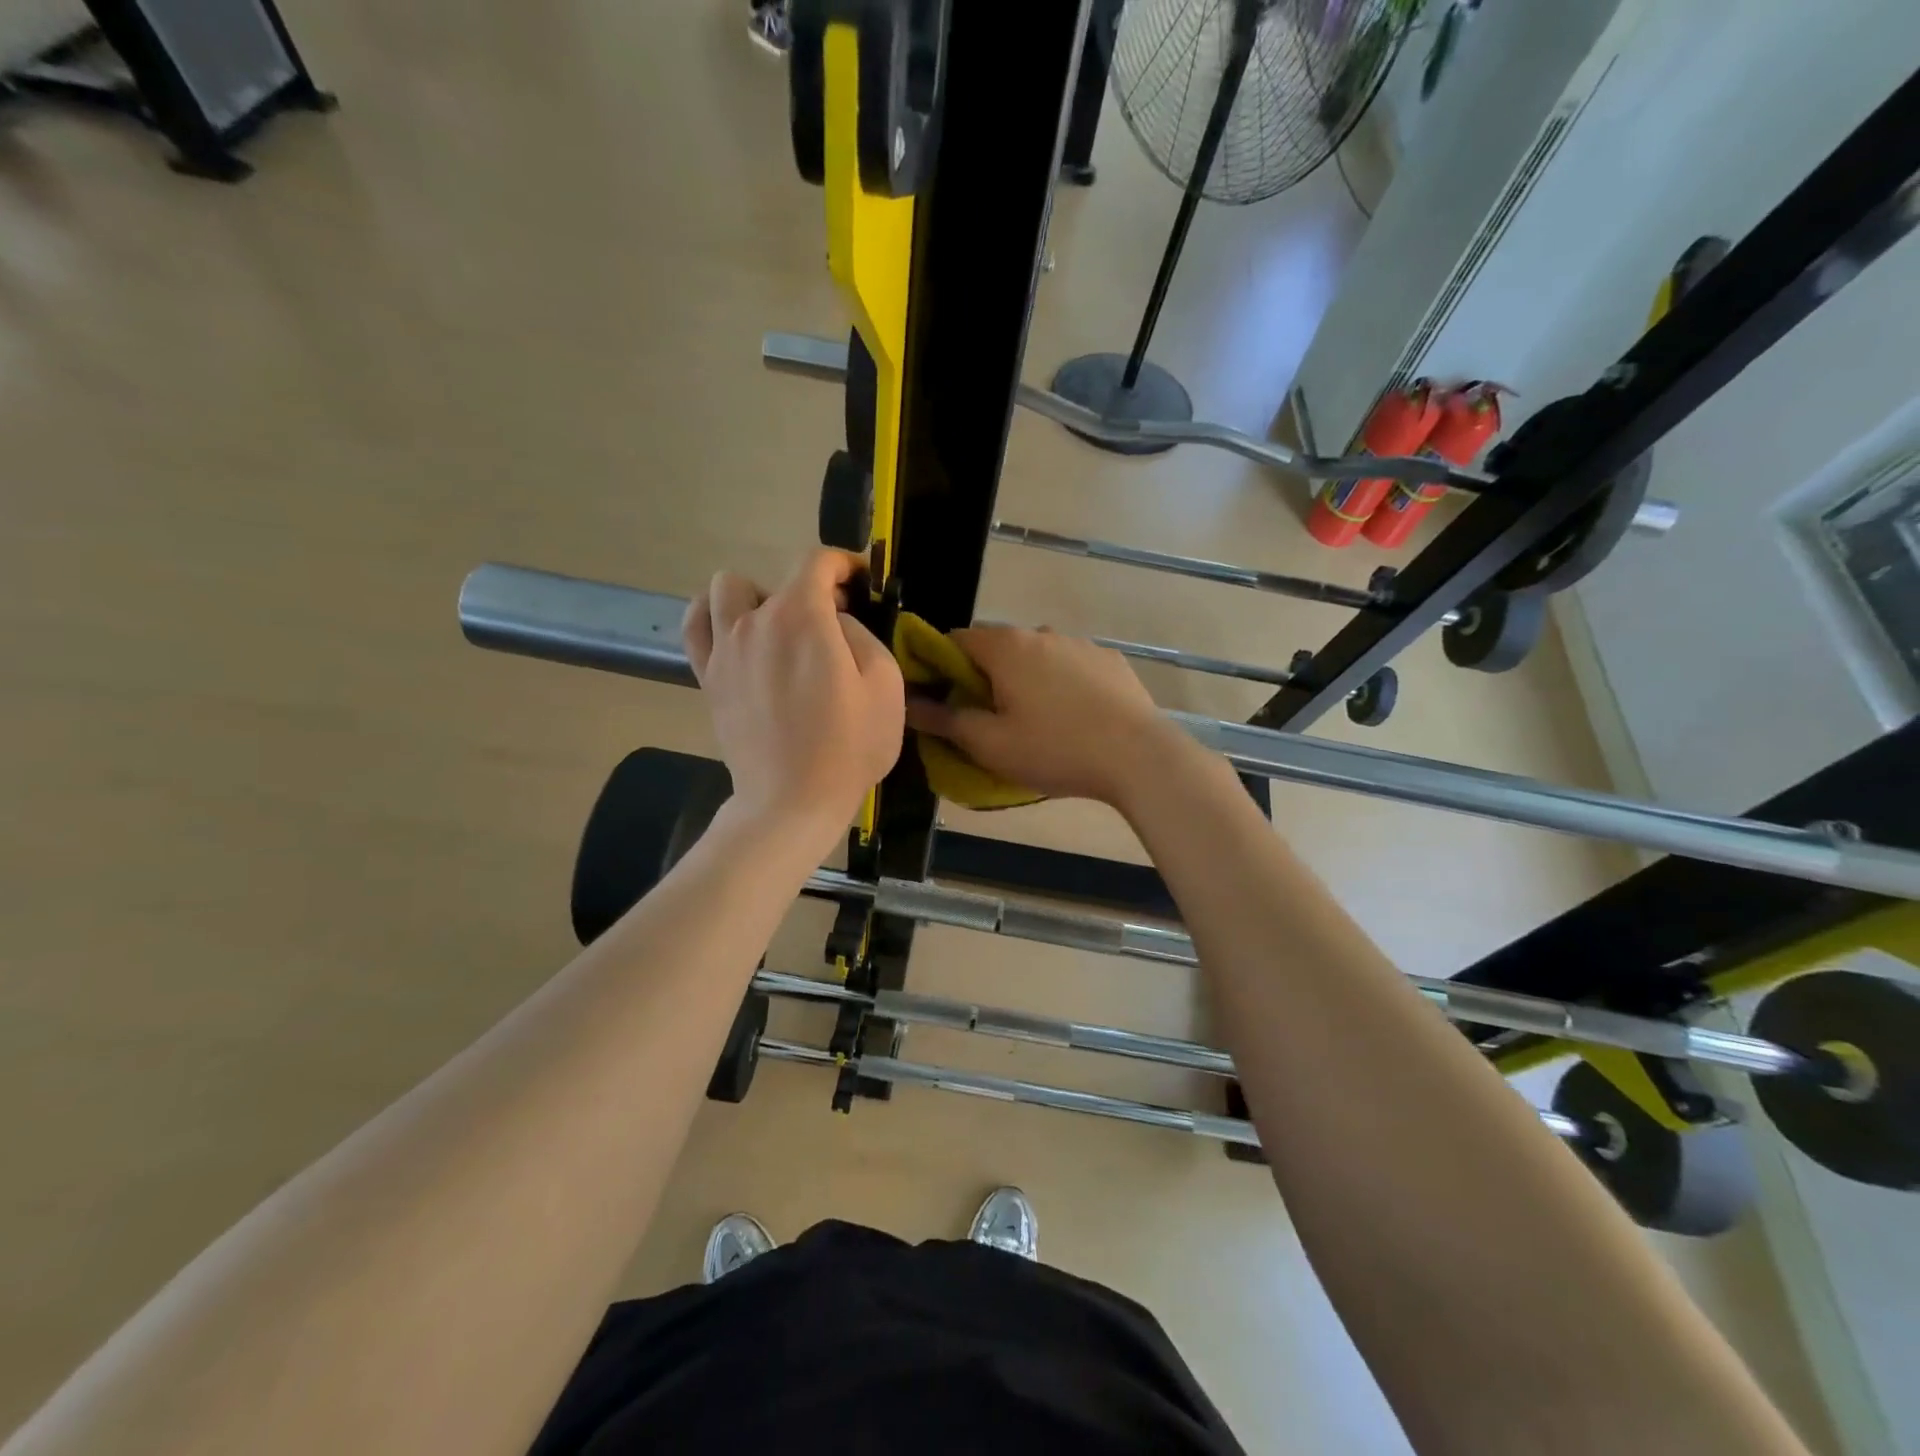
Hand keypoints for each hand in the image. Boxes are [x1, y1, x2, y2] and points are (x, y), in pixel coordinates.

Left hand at [682, 550, 904, 835]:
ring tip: (780, 627)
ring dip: (758, 597)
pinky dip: (712, 615)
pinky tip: (735, 632)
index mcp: (803, 617)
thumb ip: (861, 634)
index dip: (845, 562)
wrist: (792, 801)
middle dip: (813, 590)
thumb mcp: (885, 684)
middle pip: (781, 579)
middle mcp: (756, 620)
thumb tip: (836, 622)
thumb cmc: (848, 746)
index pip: (817, 561)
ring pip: (726, 588)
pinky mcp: (707, 676)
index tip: (863, 581)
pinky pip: (695, 624)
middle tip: (834, 623)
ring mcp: (724, 647)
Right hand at [905, 625, 1179, 806]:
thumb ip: (944, 720)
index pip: (955, 640)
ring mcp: (1080, 644)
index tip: (941, 699)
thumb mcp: (990, 744)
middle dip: (984, 678)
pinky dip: (1061, 684)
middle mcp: (1041, 632)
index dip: (939, 666)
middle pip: (997, 648)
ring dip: (1025, 680)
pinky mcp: (1110, 661)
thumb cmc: (1054, 749)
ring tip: (1035, 722)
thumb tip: (908, 703)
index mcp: (1006, 647)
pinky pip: (1070, 667)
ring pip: (1036, 657)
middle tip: (987, 720)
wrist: (1138, 757)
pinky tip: (1073, 718)